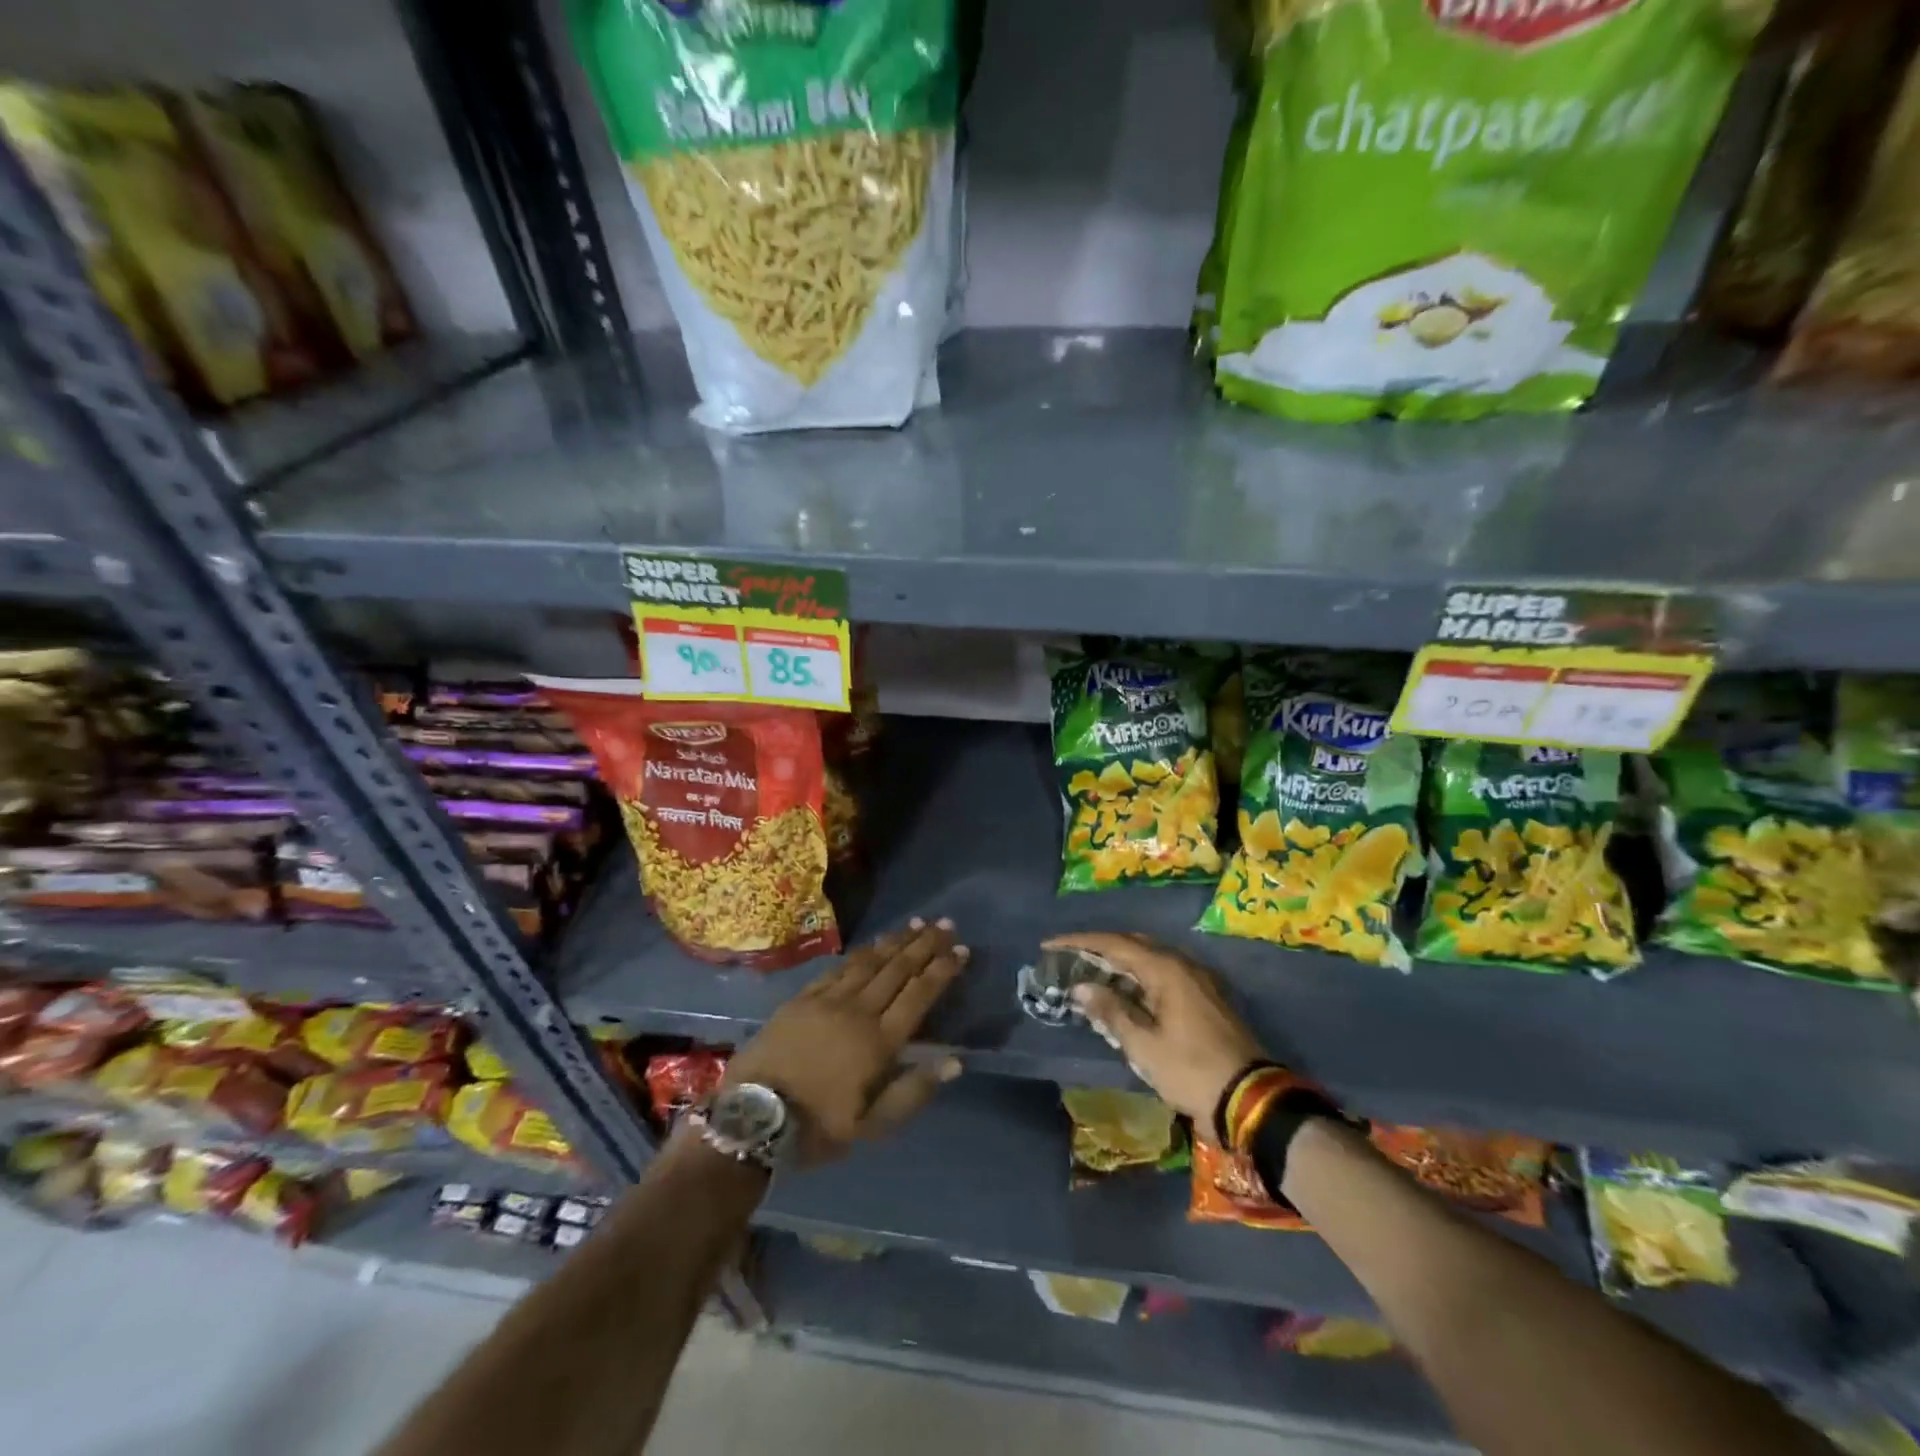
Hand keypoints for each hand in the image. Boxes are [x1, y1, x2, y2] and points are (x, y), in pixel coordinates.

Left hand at [724, 918, 967, 1164]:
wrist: (752, 1117)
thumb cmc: (818, 1127)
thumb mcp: (872, 1126)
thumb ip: (914, 1091)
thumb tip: (955, 1061)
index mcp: (879, 1041)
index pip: (919, 995)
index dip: (942, 970)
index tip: (962, 949)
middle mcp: (859, 1011)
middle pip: (898, 969)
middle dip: (925, 945)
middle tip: (945, 925)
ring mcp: (828, 1000)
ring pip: (870, 962)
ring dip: (896, 941)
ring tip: (916, 924)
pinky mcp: (803, 998)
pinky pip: (839, 967)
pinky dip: (861, 952)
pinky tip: (872, 944)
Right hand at [1044, 932, 1263, 1135]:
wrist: (1251, 1101)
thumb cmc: (1192, 1071)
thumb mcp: (1144, 1046)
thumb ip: (1111, 1011)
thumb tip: (1081, 987)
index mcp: (1166, 969)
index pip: (1114, 944)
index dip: (1079, 943)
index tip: (1049, 946)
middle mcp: (1183, 965)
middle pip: (1132, 945)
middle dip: (1098, 949)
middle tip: (1068, 958)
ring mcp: (1197, 980)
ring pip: (1148, 960)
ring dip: (1118, 965)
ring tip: (1089, 975)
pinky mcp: (1204, 998)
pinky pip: (1162, 976)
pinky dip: (1137, 979)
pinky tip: (1123, 994)